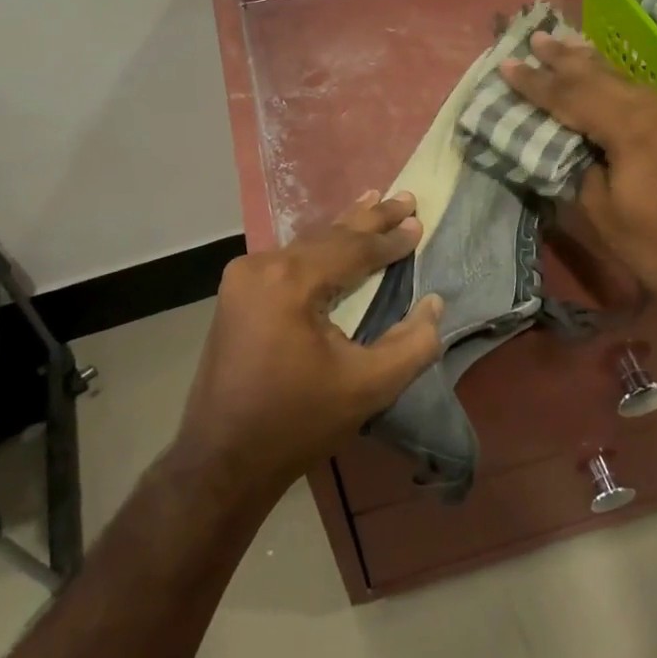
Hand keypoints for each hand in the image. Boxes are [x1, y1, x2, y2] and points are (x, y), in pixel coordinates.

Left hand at [173, 192, 444, 504]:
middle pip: (327, 236)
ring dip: (342, 229)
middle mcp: (261, 267)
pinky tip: (331, 237)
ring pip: (305, 244)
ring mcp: (242, 279)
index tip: (419, 223)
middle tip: (404, 197)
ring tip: (371, 201)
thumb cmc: (297, 423)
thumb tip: (435, 304)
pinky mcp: (235, 295)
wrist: (221, 460)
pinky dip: (317, 248)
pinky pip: (287, 259)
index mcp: (290, 282)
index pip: (352, 249)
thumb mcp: (367, 387)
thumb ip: (412, 344)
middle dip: (368, 218)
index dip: (390, 239)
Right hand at [501, 31, 656, 308]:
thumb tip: (564, 142)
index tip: (506, 65)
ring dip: (587, 64)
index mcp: (633, 127)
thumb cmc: (654, 245)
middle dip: (563, 59)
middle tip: (535, 36)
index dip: (537, 83)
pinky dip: (610, 82)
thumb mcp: (601, 209)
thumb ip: (578, 165)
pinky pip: (636, 93)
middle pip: (599, 77)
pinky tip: (598, 75)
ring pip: (621, 80)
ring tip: (560, 43)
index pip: (573, 96)